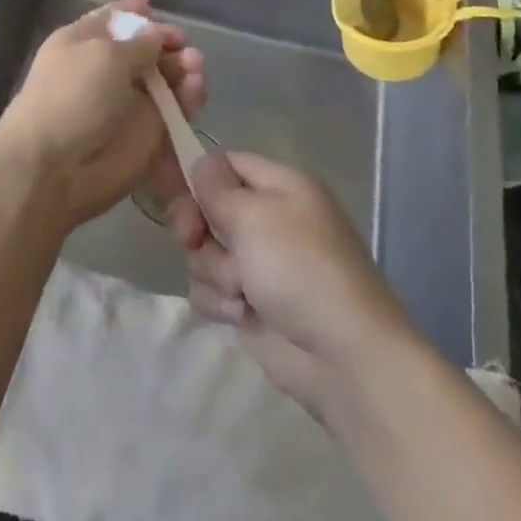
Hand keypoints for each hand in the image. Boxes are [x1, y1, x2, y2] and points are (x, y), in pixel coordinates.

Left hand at [0, 0, 205, 230]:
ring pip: (166, 81)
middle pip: (145, 50)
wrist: (55, 167)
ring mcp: (127, 104)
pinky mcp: (147, 135)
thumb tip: (158, 34)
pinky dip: (188, 99)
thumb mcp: (104, 55)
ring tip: (194, 68)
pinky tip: (195, 90)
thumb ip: (139, 43)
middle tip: (184, 47)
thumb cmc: (72, 96)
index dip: (132, 13)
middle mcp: (105, 71)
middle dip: (167, 44)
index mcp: (82, 43)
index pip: (111, 21)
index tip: (152, 6)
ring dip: (183, 70)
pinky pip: (175, 111)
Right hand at [165, 151, 422, 425]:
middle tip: (193, 239)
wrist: (342, 356)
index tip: (178, 194)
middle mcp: (268, 219)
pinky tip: (243, 314)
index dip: (199, 177)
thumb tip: (201, 164)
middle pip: (207, 207)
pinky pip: (210, 289)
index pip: (227, 163)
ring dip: (213, 271)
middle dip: (196, 227)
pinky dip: (220, 302)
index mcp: (280, 187)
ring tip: (241, 290)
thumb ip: (217, 187)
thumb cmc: (300, 269)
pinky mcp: (249, 302)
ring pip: (203, 251)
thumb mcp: (255, 215)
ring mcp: (258, 263)